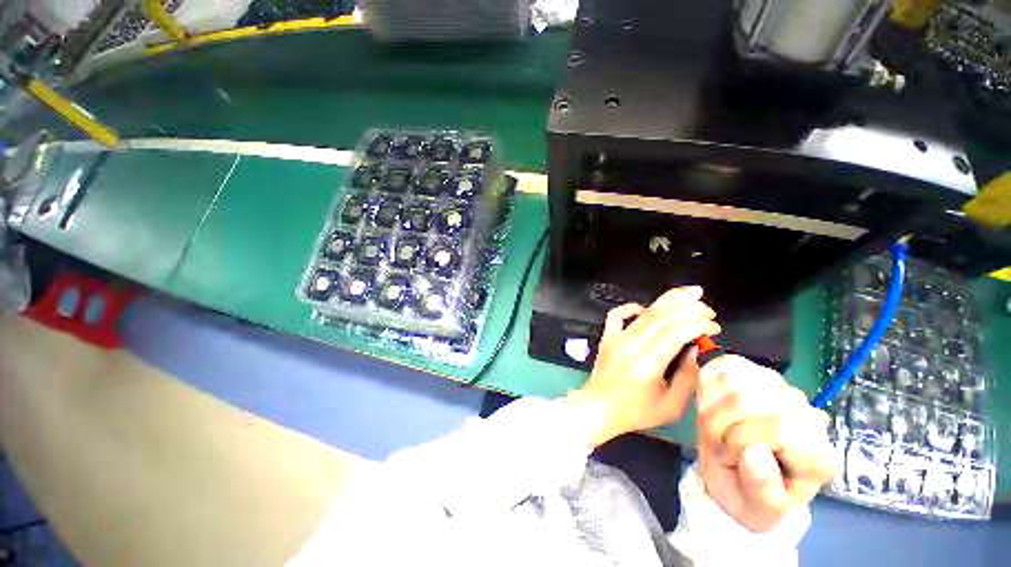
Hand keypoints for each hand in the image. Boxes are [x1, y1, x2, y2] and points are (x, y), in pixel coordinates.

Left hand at [566, 286, 720, 447]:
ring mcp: (616, 338)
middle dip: (688, 308)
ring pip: (644, 313)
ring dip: (668, 302)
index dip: (698, 324)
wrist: (598, 408)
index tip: (714, 327)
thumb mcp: (671, 406)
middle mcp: (631, 345)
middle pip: (661, 317)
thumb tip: (696, 350)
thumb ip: (687, 377)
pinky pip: (617, 315)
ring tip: (689, 294)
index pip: (675, 332)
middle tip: (707, 309)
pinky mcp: (607, 337)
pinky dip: (631, 307)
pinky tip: (645, 308)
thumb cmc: (635, 412)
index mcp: (648, 363)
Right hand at [696, 355, 839, 532]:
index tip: (730, 459)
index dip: (741, 440)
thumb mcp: (757, 508)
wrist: (739, 478)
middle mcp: (808, 416)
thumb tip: (754, 452)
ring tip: (717, 426)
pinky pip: (724, 366)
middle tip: (720, 445)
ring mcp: (783, 390)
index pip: (779, 426)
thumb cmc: (750, 496)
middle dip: (721, 423)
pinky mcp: (756, 373)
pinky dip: (709, 385)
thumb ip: (763, 489)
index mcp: (818, 455)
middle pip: (750, 399)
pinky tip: (713, 404)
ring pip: (734, 380)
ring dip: (712, 405)